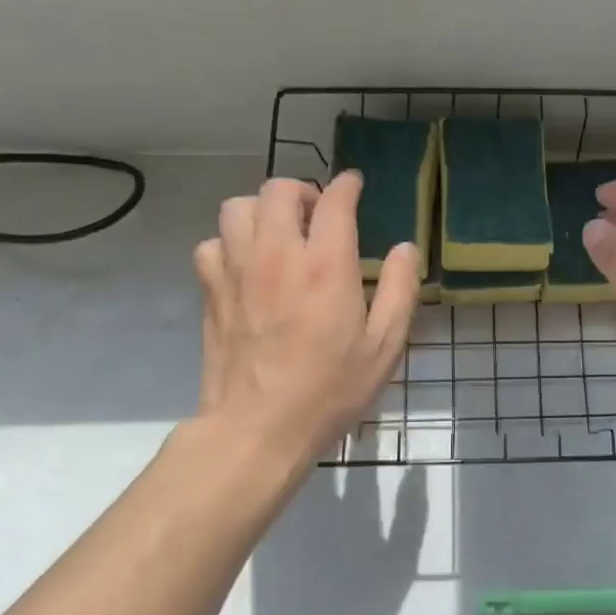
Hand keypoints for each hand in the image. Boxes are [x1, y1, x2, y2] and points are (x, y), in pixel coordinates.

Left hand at [193, 173, 418, 455]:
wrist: (258, 429)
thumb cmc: (330, 390)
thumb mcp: (385, 346)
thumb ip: (400, 290)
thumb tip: (404, 248)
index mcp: (326, 266)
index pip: (333, 201)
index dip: (346, 185)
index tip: (354, 185)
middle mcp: (277, 255)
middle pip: (278, 189)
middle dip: (302, 191)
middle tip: (317, 215)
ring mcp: (236, 271)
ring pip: (238, 207)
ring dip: (262, 210)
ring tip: (280, 234)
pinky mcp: (211, 292)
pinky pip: (212, 244)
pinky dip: (230, 244)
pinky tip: (247, 266)